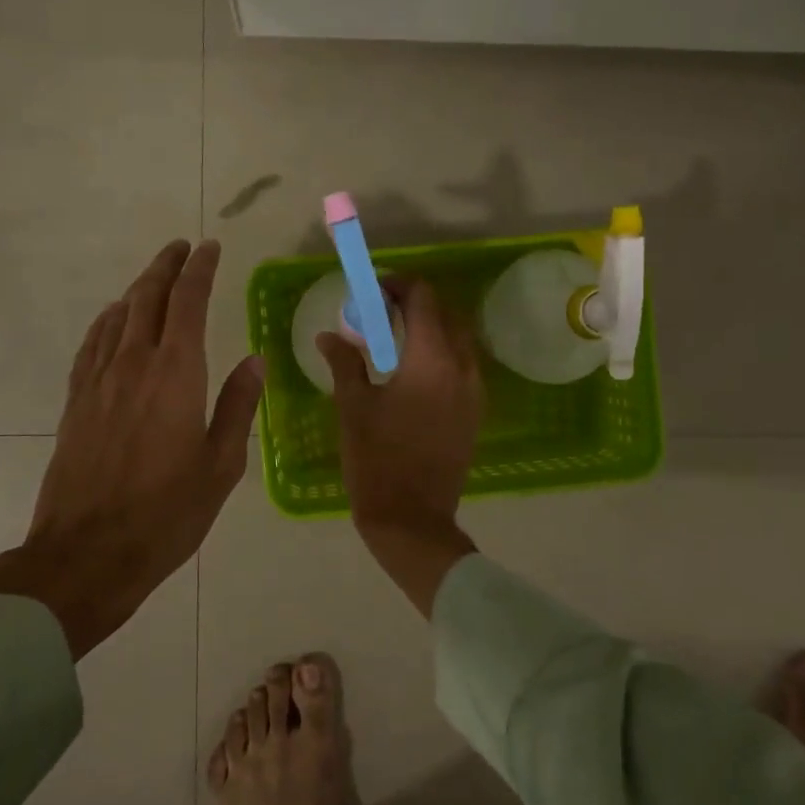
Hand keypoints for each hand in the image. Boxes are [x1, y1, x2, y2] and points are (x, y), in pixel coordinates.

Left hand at [0, 240, 264, 658]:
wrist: (87, 553)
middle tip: (181, 247)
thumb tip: (254, 361)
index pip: (187, 303)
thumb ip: (238, 406)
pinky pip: (91, 345)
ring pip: (117, 317)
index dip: (199, 271)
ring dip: (137, 289)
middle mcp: (134, 366)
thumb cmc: (167, 513)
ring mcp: (98, 382)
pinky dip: (106, 322)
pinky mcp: (76, 402)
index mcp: (176, 375)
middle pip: (147, 299)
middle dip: (166, 267)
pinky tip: (112, 319)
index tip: (209, 248)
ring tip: (153, 277)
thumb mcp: (221, 465)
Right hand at [317, 277, 482, 615]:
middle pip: (446, 314)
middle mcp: (462, 367)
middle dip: (414, 305)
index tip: (372, 293)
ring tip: (394, 343)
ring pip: (458, 340)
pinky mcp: (475, 411)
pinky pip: (462, 366)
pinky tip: (411, 373)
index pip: (423, 298)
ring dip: (430, 329)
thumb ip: (344, 362)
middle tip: (380, 315)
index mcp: (431, 359)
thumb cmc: (376, 459)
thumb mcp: (353, 406)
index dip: (398, 285)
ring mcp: (474, 390)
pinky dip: (440, 354)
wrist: (412, 519)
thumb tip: (329, 335)